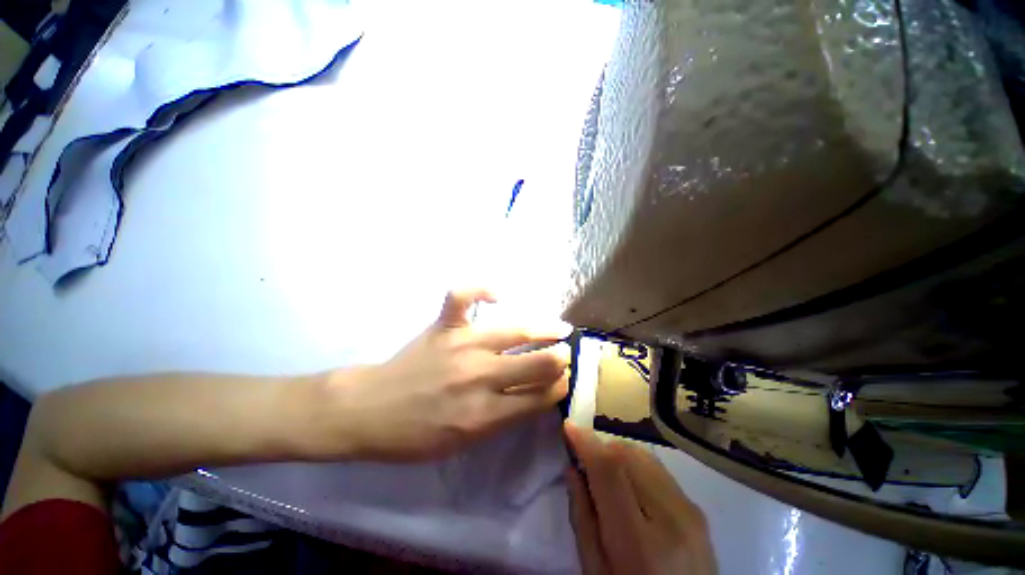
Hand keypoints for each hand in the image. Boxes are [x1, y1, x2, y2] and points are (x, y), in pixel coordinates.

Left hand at [325, 289, 570, 461]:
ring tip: (559, 328)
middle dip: (559, 359)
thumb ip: (503, 418)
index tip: (564, 379)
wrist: (370, 411)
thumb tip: (534, 395)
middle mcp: (479, 376)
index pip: (539, 397)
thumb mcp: (465, 443)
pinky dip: (481, 290)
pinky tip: (498, 295)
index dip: (558, 387)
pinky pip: (463, 296)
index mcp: (485, 414)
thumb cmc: (416, 435)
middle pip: (537, 363)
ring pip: (515, 330)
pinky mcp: (443, 326)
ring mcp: (461, 344)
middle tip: (565, 354)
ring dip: (545, 329)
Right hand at [564, 423, 716, 574]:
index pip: (610, 471)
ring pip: (644, 456)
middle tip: (586, 463)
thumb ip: (582, 518)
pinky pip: (658, 469)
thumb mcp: (595, 571)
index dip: (586, 442)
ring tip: (607, 476)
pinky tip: (630, 485)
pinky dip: (636, 465)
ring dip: (618, 455)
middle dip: (601, 448)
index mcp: (640, 543)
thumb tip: (572, 468)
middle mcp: (672, 518)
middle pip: (628, 455)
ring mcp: (690, 511)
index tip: (568, 427)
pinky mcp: (698, 508)